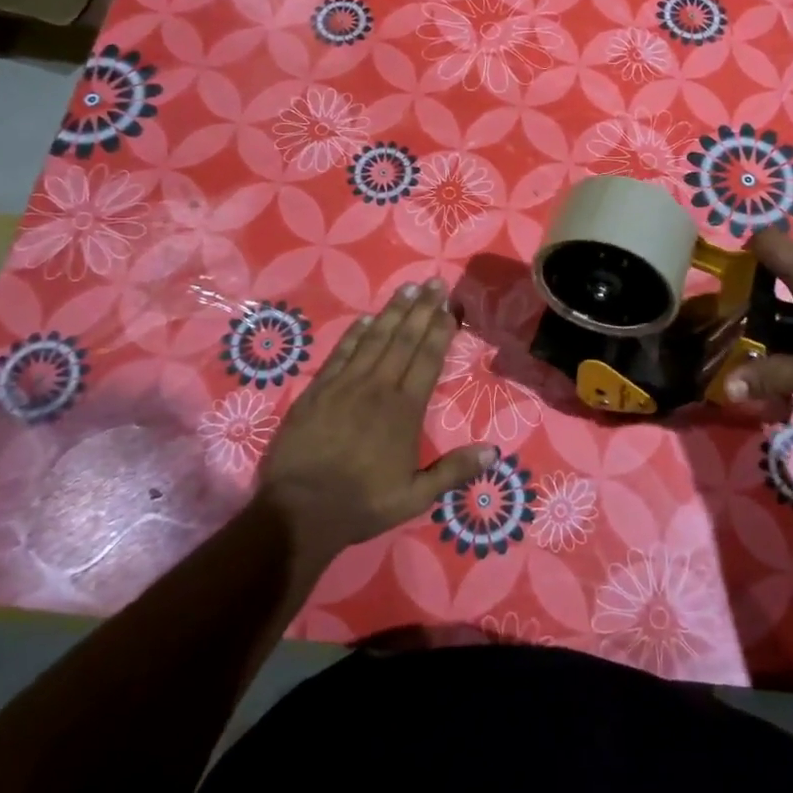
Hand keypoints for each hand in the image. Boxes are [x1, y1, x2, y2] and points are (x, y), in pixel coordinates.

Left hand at [255, 280, 495, 569]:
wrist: (298, 511)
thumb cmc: (362, 503)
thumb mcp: (415, 496)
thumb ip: (454, 471)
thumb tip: (494, 452)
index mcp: (404, 410)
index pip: (427, 359)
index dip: (440, 330)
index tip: (450, 306)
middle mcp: (378, 388)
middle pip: (404, 339)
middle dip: (422, 309)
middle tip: (434, 282)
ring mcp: (345, 385)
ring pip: (374, 339)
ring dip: (392, 312)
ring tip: (407, 288)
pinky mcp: (317, 391)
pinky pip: (341, 354)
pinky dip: (355, 334)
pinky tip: (365, 319)